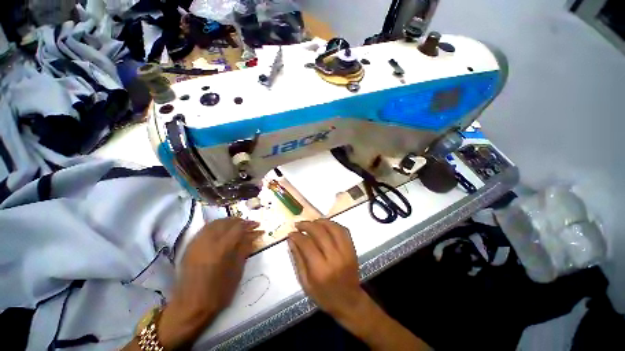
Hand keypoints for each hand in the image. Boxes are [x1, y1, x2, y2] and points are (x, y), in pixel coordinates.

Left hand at [158, 218, 262, 348]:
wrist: (190, 306)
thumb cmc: (218, 293)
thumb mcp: (237, 272)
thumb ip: (244, 250)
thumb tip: (252, 236)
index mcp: (222, 248)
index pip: (239, 228)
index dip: (250, 225)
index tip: (259, 226)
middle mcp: (209, 241)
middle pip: (227, 222)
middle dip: (241, 221)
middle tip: (250, 224)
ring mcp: (198, 242)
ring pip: (215, 222)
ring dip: (229, 221)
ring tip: (238, 225)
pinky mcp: (190, 246)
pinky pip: (206, 228)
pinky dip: (217, 225)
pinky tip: (223, 229)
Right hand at [287, 219, 367, 318]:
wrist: (349, 302)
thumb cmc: (324, 296)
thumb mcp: (306, 283)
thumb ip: (298, 259)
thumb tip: (291, 240)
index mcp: (320, 270)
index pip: (307, 244)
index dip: (297, 236)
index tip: (291, 233)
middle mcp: (334, 258)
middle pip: (319, 232)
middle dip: (307, 225)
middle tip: (299, 224)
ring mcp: (346, 251)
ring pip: (332, 228)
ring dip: (320, 221)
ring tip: (311, 222)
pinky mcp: (352, 249)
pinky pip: (343, 230)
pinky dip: (333, 224)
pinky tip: (325, 225)